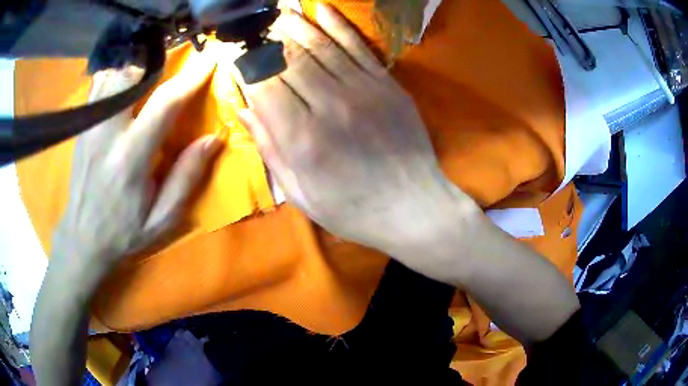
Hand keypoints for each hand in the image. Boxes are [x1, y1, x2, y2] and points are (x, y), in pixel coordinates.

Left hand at [52, 49, 221, 277]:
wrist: (83, 239)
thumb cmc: (124, 233)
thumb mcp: (162, 219)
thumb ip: (186, 178)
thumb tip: (213, 139)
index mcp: (130, 158)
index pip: (164, 103)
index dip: (191, 78)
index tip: (209, 61)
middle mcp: (107, 133)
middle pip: (132, 75)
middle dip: (157, 63)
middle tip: (173, 64)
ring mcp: (90, 127)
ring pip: (113, 75)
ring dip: (135, 68)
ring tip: (149, 73)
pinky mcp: (82, 127)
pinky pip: (99, 86)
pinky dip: (116, 76)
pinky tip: (125, 86)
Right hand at [236, 5, 481, 282]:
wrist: (413, 207)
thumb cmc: (353, 209)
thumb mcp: (301, 193)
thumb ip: (270, 149)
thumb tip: (243, 110)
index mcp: (301, 138)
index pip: (262, 85)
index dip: (244, 65)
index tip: (233, 51)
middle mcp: (328, 105)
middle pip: (288, 59)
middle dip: (266, 38)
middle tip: (253, 25)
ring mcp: (362, 90)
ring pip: (320, 46)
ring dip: (296, 25)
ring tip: (279, 12)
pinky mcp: (387, 85)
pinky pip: (358, 47)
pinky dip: (338, 25)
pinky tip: (322, 9)